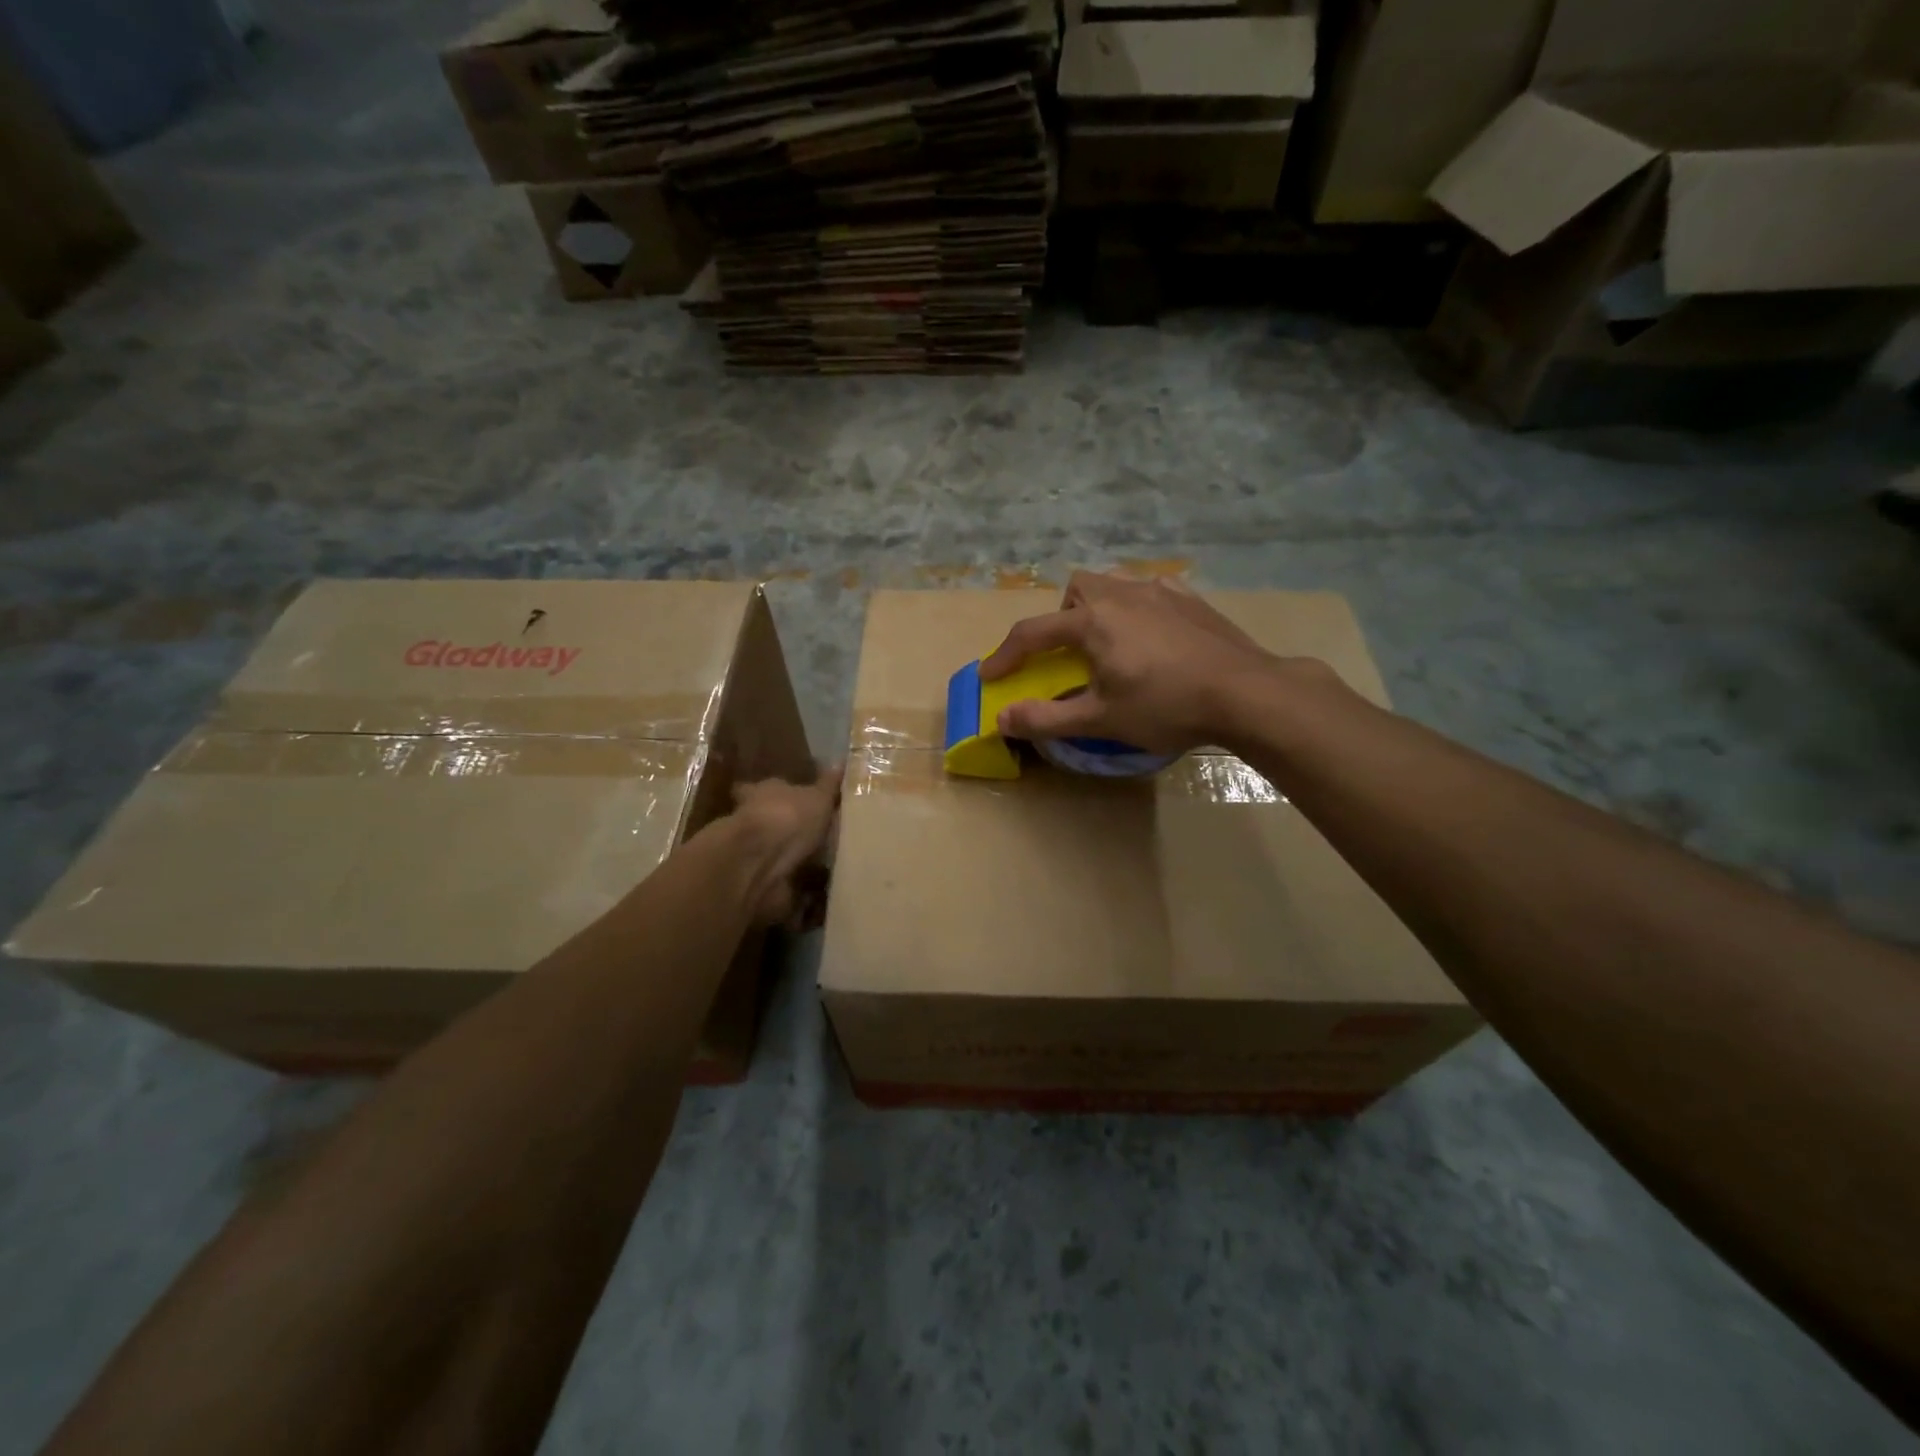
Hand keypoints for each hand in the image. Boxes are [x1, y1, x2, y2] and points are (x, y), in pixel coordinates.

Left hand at [727, 766, 841, 924]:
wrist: (759, 862)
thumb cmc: (788, 817)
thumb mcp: (817, 796)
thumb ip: (828, 784)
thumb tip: (840, 762)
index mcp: (762, 793)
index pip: (766, 788)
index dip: (779, 794)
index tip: (794, 799)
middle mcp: (752, 820)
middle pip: (768, 822)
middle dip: (784, 829)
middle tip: (812, 837)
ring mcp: (752, 853)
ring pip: (772, 853)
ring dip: (789, 859)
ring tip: (820, 867)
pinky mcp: (757, 882)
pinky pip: (780, 884)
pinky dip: (793, 887)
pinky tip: (814, 895)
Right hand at [980, 572, 1302, 754]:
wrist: (1245, 692)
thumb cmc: (1166, 706)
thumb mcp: (1100, 720)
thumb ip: (1046, 718)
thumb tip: (1001, 719)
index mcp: (1092, 622)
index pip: (1033, 633)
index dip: (1006, 655)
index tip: (990, 676)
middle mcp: (1121, 595)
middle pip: (1075, 589)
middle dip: (1061, 617)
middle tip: (1069, 652)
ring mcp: (1160, 591)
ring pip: (1114, 583)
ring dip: (1098, 607)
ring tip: (1111, 642)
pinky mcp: (1190, 598)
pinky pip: (1150, 590)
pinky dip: (1137, 607)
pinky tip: (1152, 634)